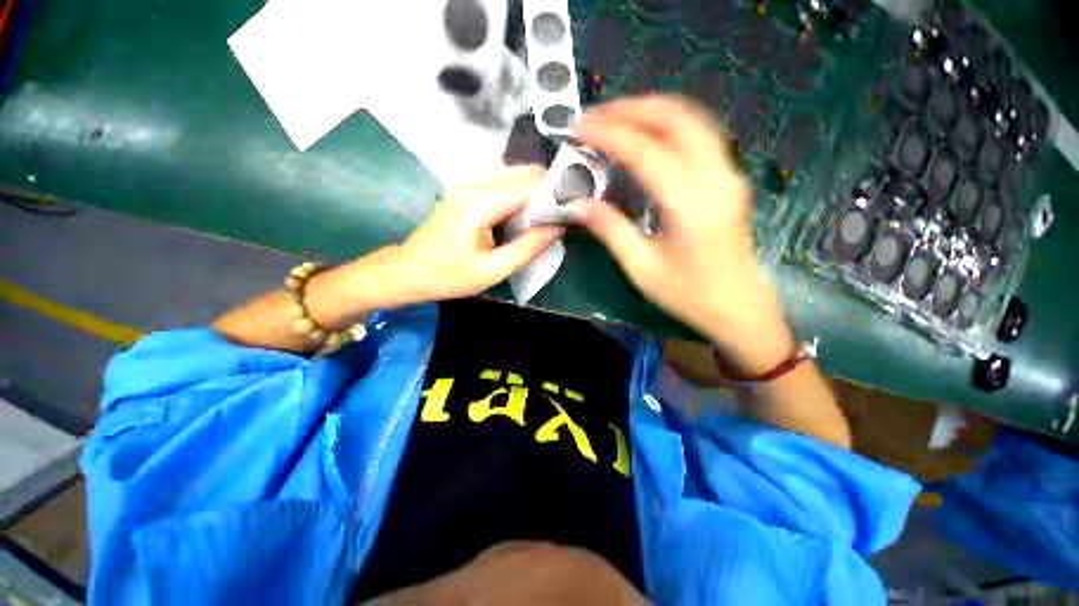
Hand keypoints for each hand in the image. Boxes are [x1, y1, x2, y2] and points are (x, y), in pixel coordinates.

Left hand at [384, 166, 563, 304]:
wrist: (408, 271)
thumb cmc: (448, 276)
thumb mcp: (492, 270)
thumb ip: (528, 247)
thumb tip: (558, 227)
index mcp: (479, 203)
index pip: (529, 185)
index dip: (555, 194)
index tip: (574, 209)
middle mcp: (473, 183)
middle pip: (524, 173)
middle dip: (548, 190)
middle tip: (564, 213)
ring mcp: (468, 183)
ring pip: (515, 175)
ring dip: (535, 192)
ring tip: (549, 216)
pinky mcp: (466, 189)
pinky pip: (503, 183)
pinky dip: (521, 195)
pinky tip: (527, 215)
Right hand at [571, 95, 793, 372]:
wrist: (738, 308)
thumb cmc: (688, 295)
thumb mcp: (641, 268)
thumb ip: (609, 230)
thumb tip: (577, 204)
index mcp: (691, 206)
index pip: (645, 152)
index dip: (608, 134)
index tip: (579, 127)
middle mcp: (716, 178)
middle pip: (675, 119)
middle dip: (630, 109)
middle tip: (595, 116)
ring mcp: (729, 174)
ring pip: (692, 119)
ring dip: (650, 110)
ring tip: (615, 119)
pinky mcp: (729, 178)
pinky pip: (699, 135)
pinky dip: (668, 124)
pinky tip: (646, 133)